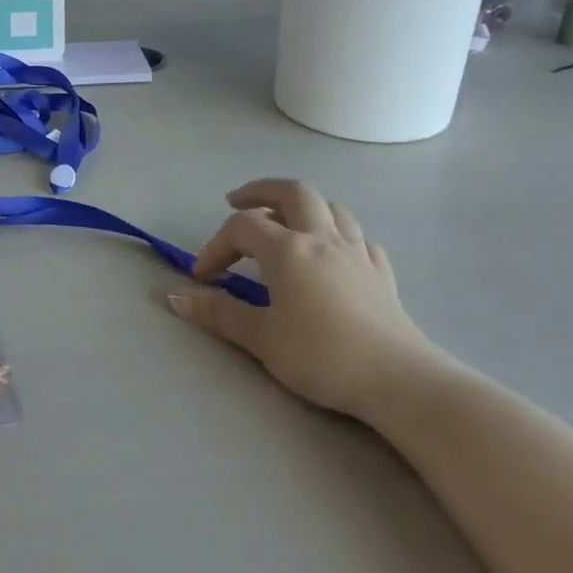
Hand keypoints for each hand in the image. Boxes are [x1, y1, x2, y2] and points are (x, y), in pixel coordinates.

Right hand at [167, 180, 432, 421]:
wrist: (398, 380)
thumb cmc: (322, 356)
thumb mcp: (261, 338)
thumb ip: (218, 313)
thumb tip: (174, 296)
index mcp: (288, 249)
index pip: (241, 227)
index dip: (215, 246)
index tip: (203, 278)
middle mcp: (322, 238)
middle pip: (291, 192)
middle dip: (260, 191)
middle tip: (237, 202)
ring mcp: (357, 252)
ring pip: (331, 207)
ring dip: (303, 206)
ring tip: (286, 222)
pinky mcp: (382, 273)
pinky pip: (359, 238)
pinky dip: (339, 235)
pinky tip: (333, 254)